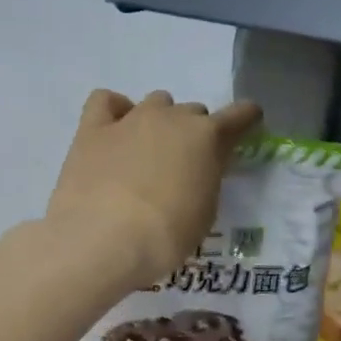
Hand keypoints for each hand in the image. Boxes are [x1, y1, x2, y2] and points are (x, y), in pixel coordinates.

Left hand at [46, 89, 262, 284]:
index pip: (239, 116)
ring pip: (155, 103)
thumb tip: (196, 170)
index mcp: (207, 138)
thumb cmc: (165, 236)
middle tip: (183, 165)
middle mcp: (171, 117)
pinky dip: (114, 110)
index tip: (247, 126)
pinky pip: (105, 100)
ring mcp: (130, 119)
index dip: (246, 120)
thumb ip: (205, 180)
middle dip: (192, 133)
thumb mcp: (203, 212)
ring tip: (147, 152)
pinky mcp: (93, 129)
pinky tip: (114, 130)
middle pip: (192, 112)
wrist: (103, 240)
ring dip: (158, 121)